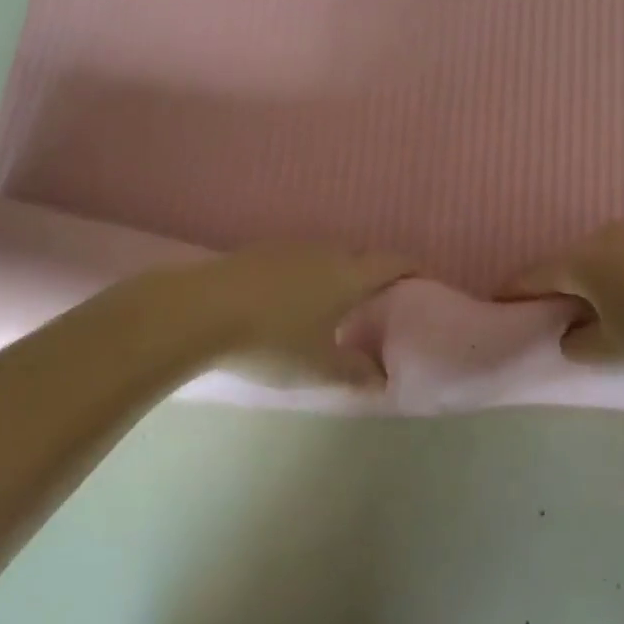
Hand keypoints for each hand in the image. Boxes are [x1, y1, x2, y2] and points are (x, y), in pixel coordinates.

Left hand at [187, 244, 412, 388]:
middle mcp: (326, 251)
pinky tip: (288, 301)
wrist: (201, 311)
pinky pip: (297, 259)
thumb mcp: (318, 367)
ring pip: (326, 257)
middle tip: (374, 302)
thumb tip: (381, 377)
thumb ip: (354, 372)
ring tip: (330, 304)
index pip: (392, 262)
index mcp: (348, 274)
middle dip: (370, 275)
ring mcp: (291, 247)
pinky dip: (304, 276)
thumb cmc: (272, 340)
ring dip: (335, 274)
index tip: (421, 279)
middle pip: (359, 257)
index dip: (410, 268)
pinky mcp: (261, 251)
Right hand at [503, 218, 623, 372]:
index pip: (536, 275)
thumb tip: (570, 333)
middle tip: (563, 311)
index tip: (499, 297)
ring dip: (600, 275)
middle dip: (563, 284)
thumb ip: (579, 345)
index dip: (516, 289)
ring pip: (605, 252)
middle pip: (572, 260)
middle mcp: (604, 234)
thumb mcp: (614, 353)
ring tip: (612, 303)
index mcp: (582, 262)